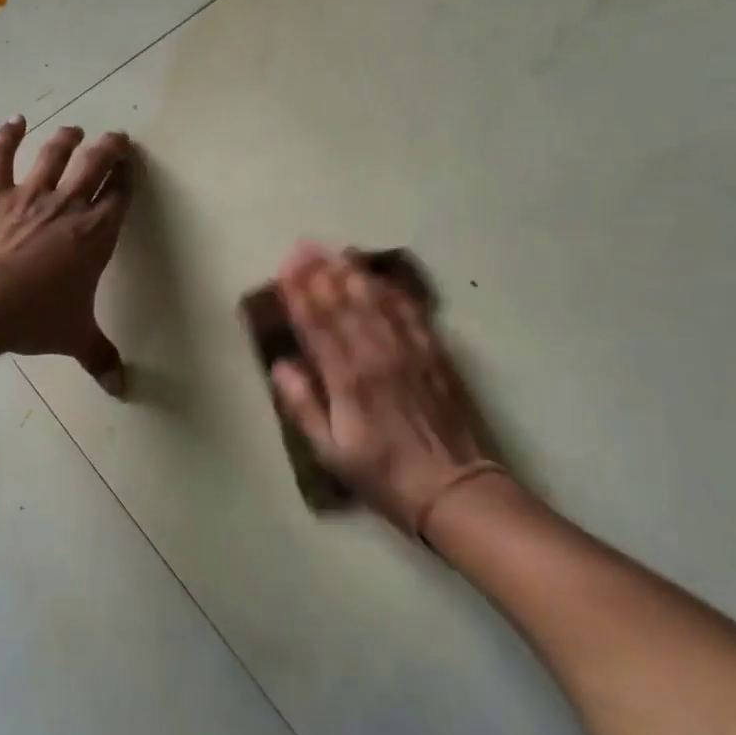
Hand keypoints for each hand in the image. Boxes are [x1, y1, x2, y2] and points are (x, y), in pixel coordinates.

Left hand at [0, 117, 132, 393]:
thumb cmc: (32, 317)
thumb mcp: (74, 337)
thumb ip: (101, 357)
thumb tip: (120, 390)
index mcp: (96, 234)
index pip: (119, 195)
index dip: (127, 177)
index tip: (131, 166)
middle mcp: (68, 206)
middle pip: (95, 164)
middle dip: (109, 148)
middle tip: (115, 138)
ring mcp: (29, 195)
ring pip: (54, 154)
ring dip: (67, 138)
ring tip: (74, 130)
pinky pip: (1, 157)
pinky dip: (7, 135)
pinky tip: (15, 120)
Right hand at [270, 242, 506, 532]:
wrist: (454, 489)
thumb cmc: (384, 475)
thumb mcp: (331, 452)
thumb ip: (303, 406)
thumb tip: (281, 366)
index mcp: (347, 379)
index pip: (318, 325)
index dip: (300, 293)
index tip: (286, 266)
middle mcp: (376, 355)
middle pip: (345, 304)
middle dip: (321, 272)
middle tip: (305, 245)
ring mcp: (409, 351)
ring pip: (377, 301)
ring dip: (354, 273)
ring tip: (336, 250)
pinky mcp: (435, 354)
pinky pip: (411, 313)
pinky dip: (393, 291)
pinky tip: (382, 278)